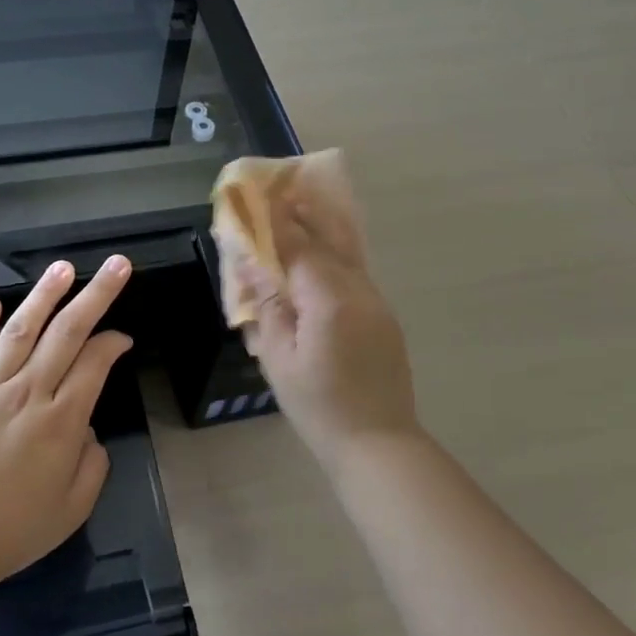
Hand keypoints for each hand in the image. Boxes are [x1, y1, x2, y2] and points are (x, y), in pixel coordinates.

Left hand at [0, 256, 133, 590]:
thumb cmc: (12, 532)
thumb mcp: (72, 509)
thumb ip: (92, 464)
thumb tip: (86, 431)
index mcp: (60, 422)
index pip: (94, 364)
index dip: (113, 343)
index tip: (123, 338)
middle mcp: (26, 393)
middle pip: (66, 333)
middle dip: (96, 295)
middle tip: (116, 264)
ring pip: (19, 331)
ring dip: (43, 296)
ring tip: (62, 268)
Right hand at [243, 203, 419, 456]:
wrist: (377, 442)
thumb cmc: (318, 405)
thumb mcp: (280, 358)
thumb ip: (268, 306)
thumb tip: (252, 264)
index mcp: (330, 300)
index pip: (299, 248)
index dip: (277, 223)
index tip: (260, 199)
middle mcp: (359, 291)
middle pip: (329, 242)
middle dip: (305, 217)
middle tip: (283, 193)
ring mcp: (377, 303)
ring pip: (348, 255)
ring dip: (324, 232)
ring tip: (303, 211)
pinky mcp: (384, 317)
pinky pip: (356, 274)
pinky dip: (336, 257)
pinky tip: (322, 257)